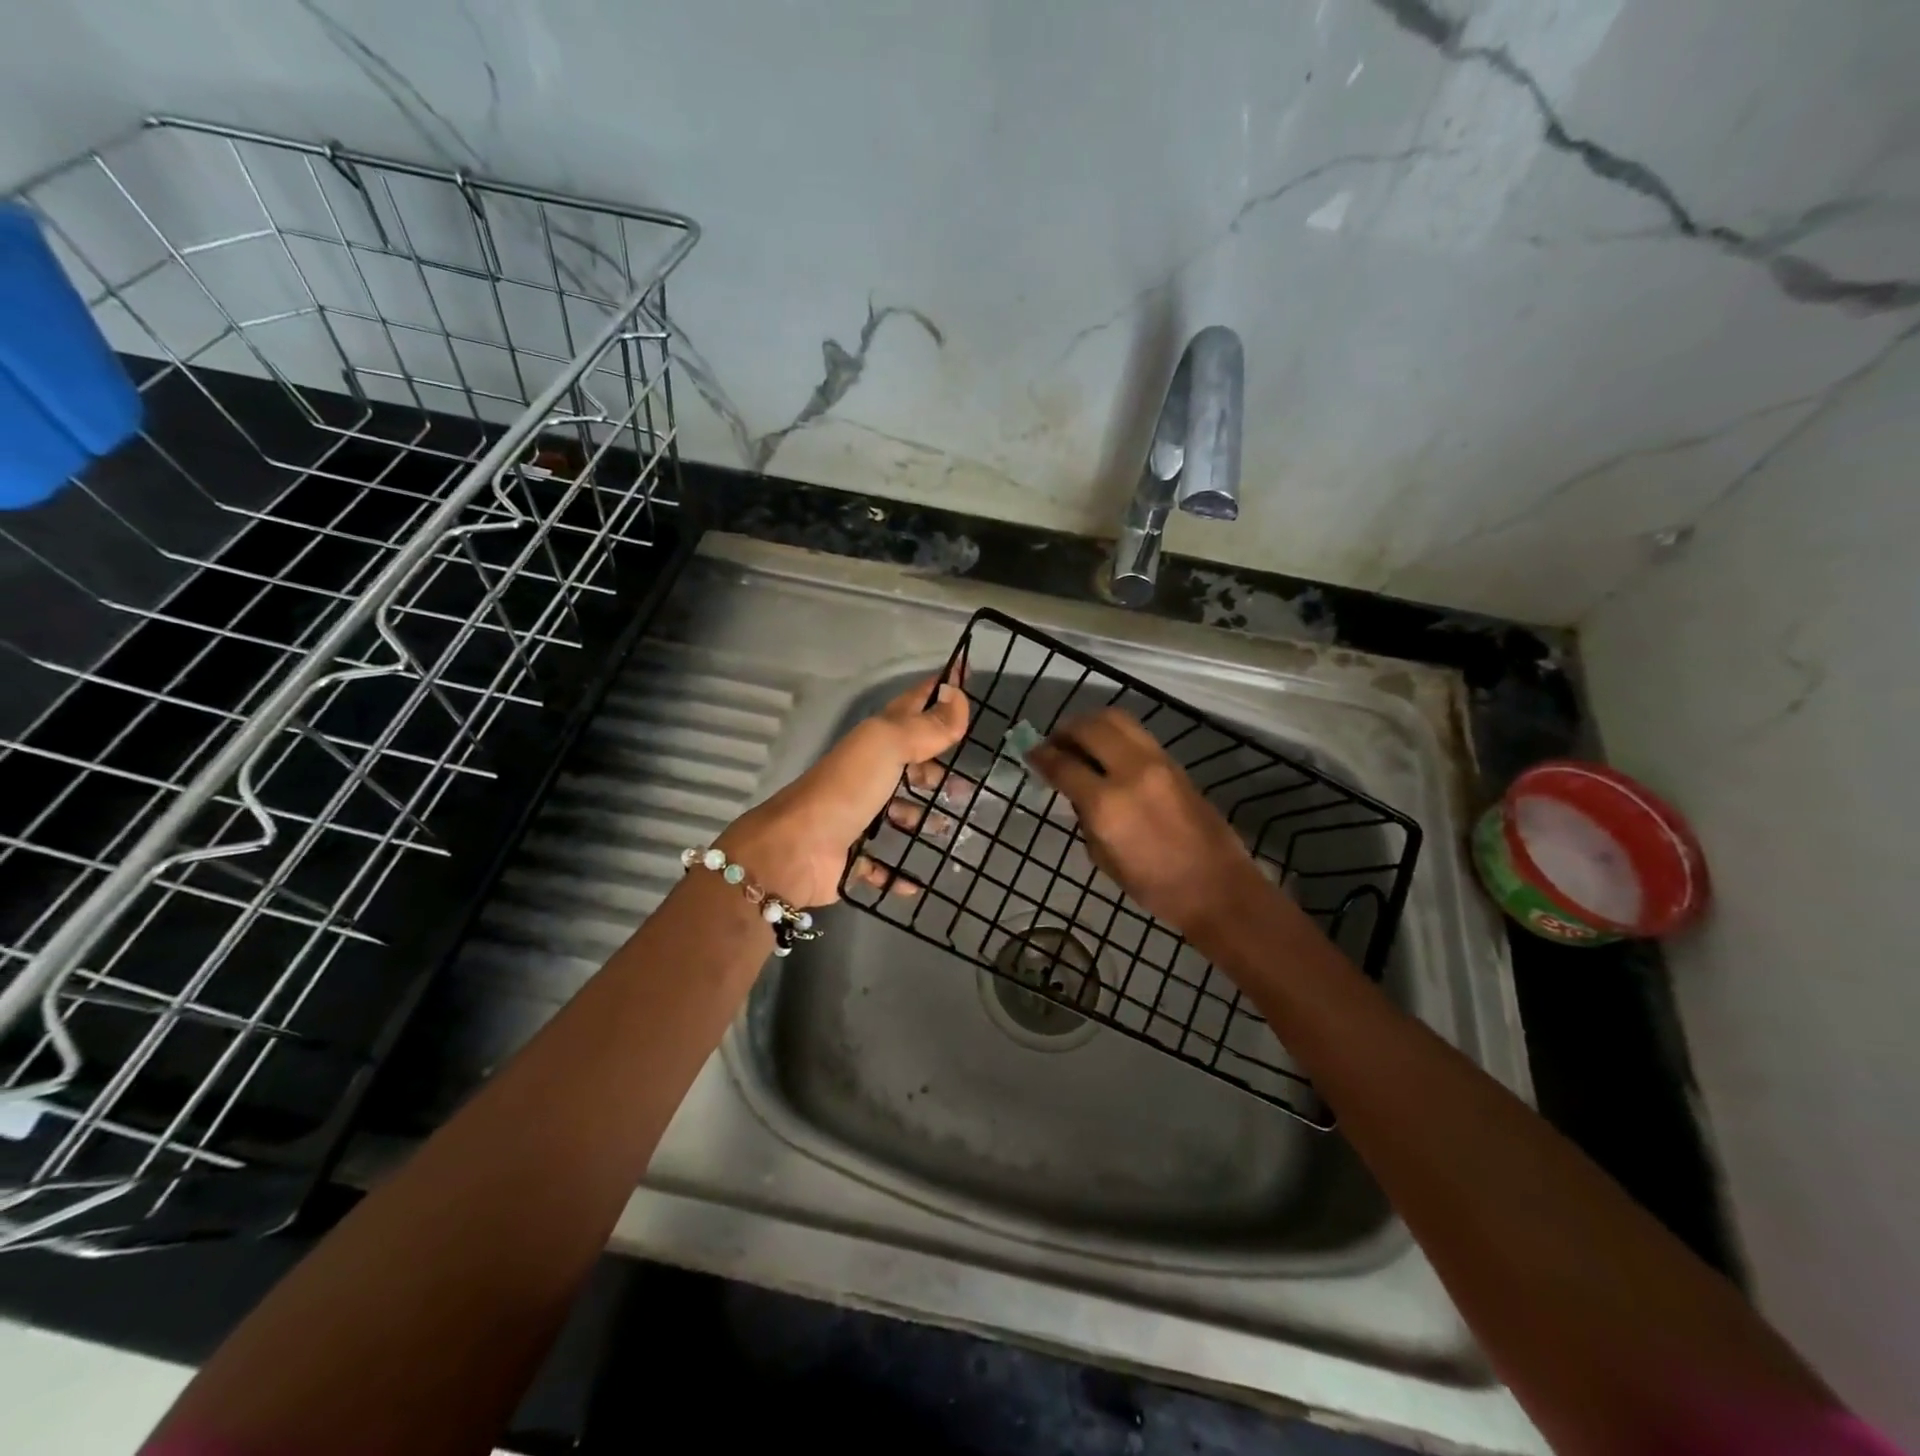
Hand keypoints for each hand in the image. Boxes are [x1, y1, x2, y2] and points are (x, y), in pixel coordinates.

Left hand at [718, 666, 970, 907]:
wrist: (795, 849)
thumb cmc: (847, 789)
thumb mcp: (888, 745)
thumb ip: (926, 725)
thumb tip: (959, 696)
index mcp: (876, 741)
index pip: (913, 705)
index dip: (939, 691)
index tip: (967, 677)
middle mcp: (868, 774)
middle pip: (909, 764)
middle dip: (938, 770)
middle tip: (969, 784)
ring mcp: (859, 815)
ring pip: (899, 813)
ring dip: (924, 819)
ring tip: (953, 830)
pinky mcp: (853, 856)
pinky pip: (883, 864)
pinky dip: (901, 873)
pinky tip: (920, 881)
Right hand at [1027, 708, 1271, 935]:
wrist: (1216, 886)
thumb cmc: (1154, 885)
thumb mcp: (1103, 858)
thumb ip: (1085, 817)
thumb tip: (1076, 791)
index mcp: (1106, 804)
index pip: (1063, 765)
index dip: (1041, 756)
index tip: (1031, 754)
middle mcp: (1130, 772)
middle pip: (1089, 728)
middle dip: (1065, 730)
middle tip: (1054, 742)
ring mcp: (1156, 762)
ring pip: (1116, 719)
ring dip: (1091, 723)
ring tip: (1080, 739)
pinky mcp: (1174, 763)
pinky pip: (1136, 733)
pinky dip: (1114, 732)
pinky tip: (1107, 749)